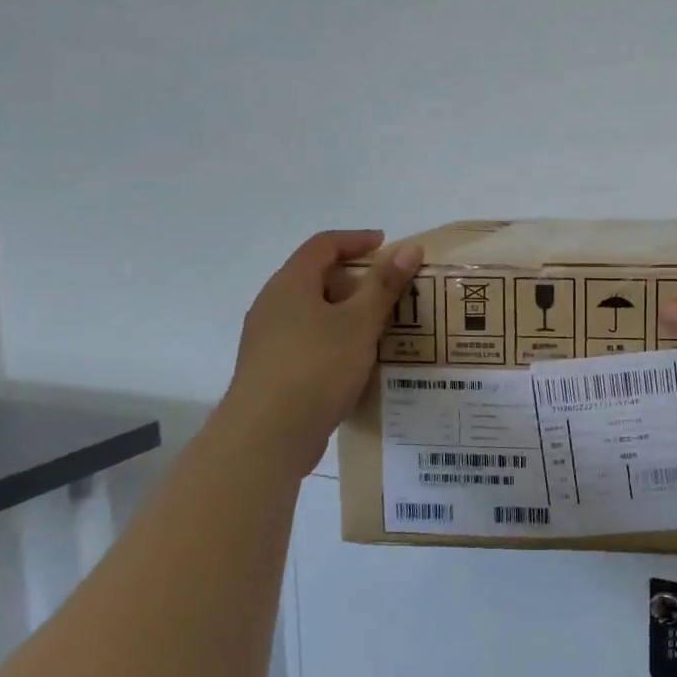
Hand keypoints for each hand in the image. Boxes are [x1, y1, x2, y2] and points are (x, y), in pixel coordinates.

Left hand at [223, 230, 423, 459]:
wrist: (267, 436)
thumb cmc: (316, 367)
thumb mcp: (359, 323)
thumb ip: (384, 285)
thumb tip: (409, 248)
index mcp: (290, 285)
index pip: (323, 245)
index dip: (356, 240)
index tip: (387, 245)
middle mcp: (273, 305)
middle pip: (316, 277)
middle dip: (355, 278)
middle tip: (390, 289)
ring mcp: (268, 340)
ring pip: (312, 312)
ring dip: (346, 312)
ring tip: (381, 326)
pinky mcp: (272, 370)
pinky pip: (308, 340)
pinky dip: (335, 338)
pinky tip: (357, 360)